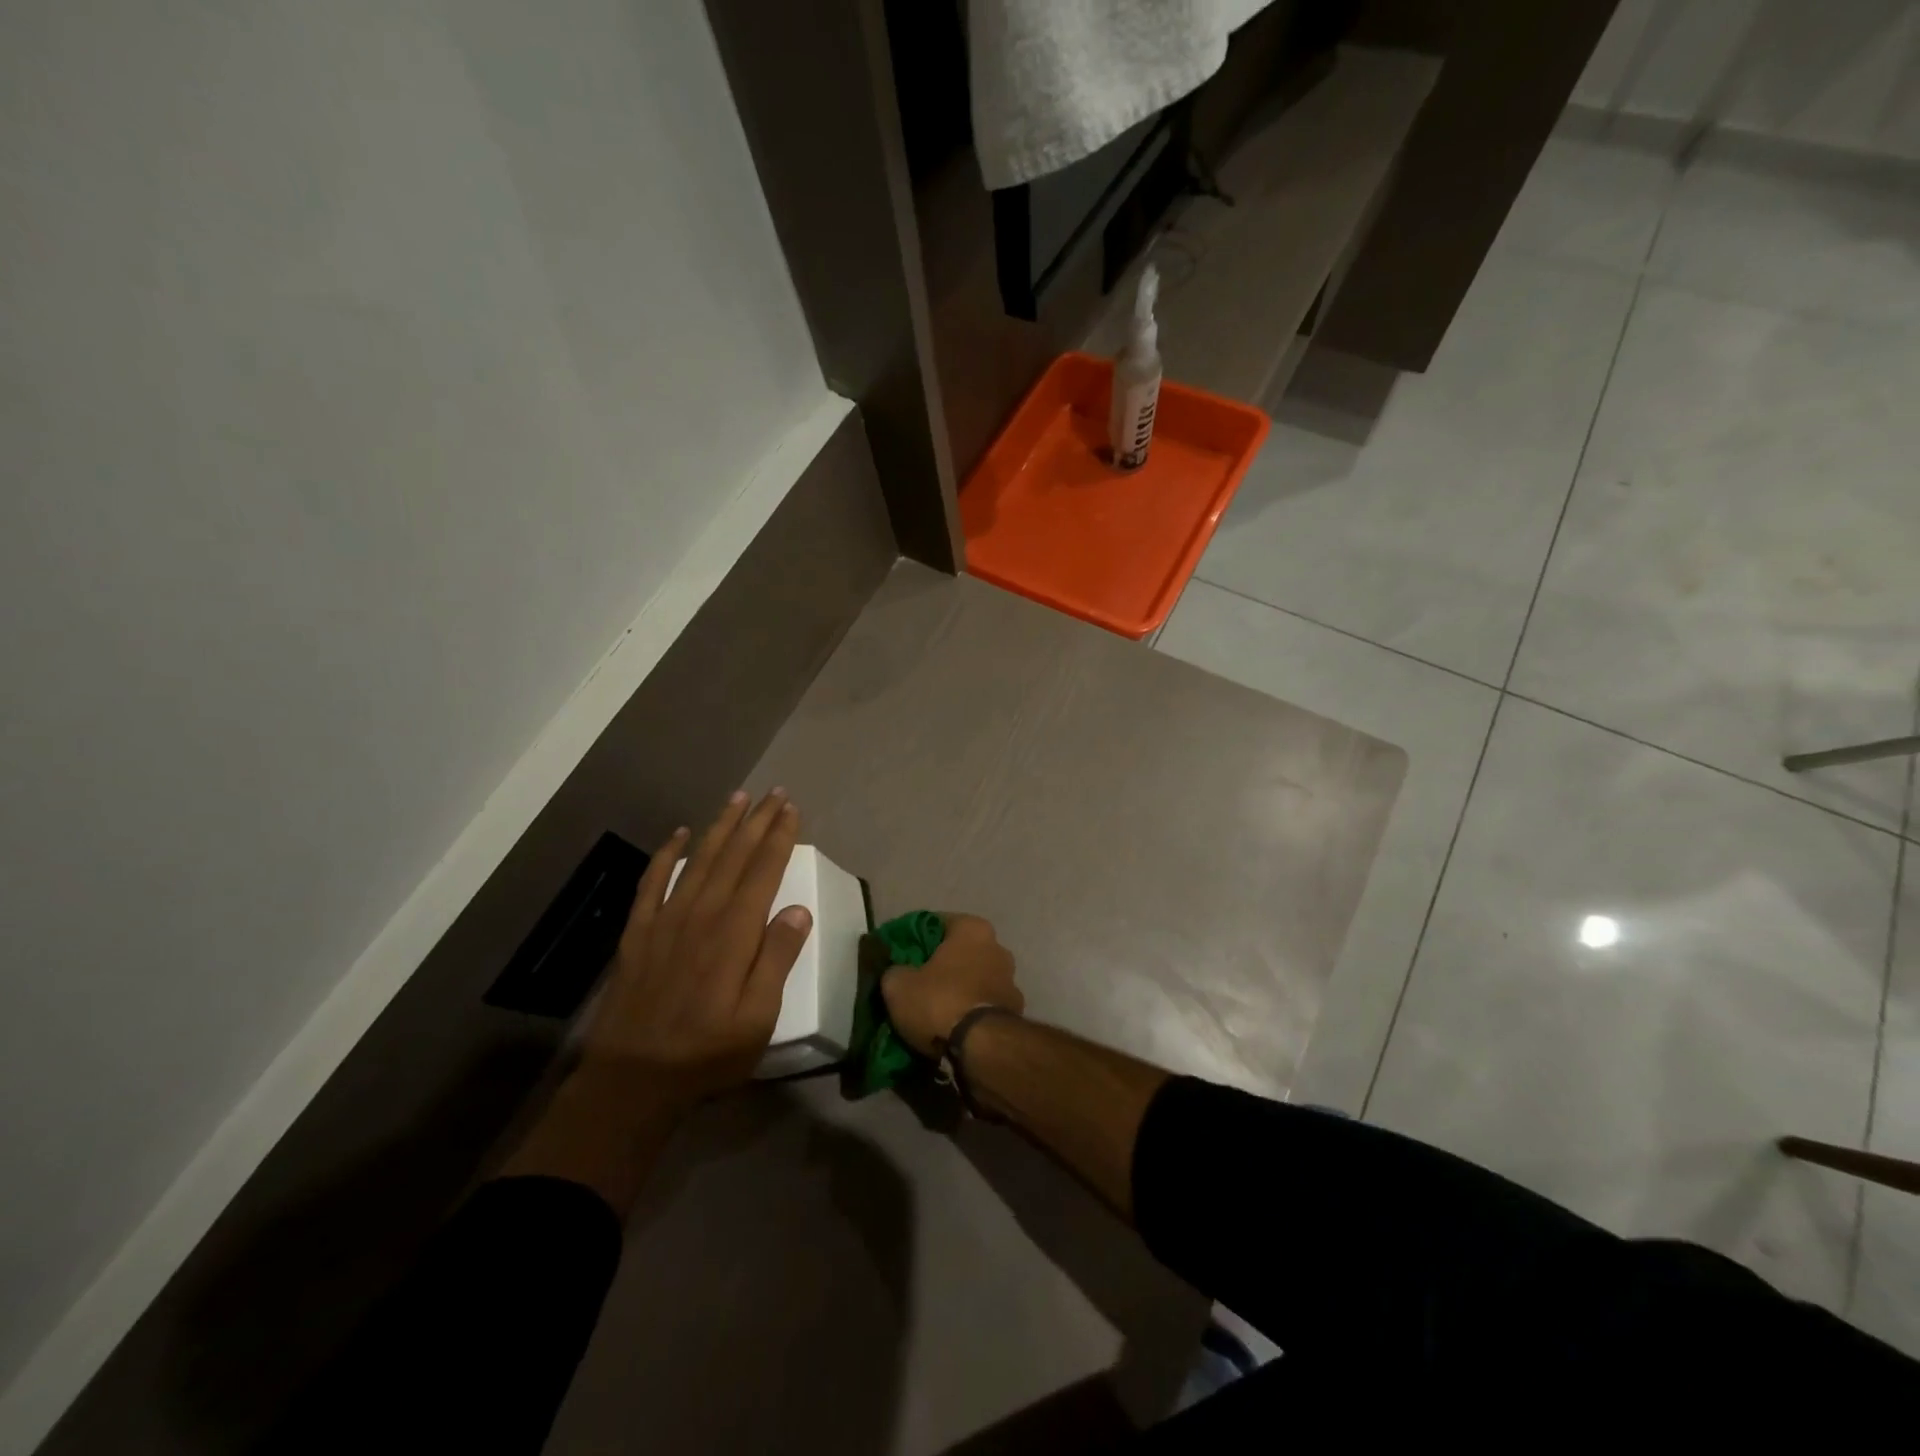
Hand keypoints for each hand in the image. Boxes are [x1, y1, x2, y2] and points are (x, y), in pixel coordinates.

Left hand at [579, 789, 811, 1112]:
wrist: (632, 1080)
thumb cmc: (707, 1053)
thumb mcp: (758, 1019)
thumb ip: (777, 960)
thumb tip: (798, 909)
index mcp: (734, 933)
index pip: (763, 872)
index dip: (779, 838)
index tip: (792, 810)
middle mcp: (701, 914)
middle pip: (733, 856)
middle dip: (756, 822)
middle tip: (774, 793)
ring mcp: (666, 920)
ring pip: (698, 860)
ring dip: (719, 826)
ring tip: (737, 798)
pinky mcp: (639, 933)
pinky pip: (652, 882)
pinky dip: (666, 854)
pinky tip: (677, 834)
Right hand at [881, 913, 1023, 1056]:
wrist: (982, 1047)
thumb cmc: (940, 1001)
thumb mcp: (898, 985)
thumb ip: (895, 970)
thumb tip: (897, 972)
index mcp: (972, 928)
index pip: (937, 923)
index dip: (914, 938)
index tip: (899, 955)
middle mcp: (997, 946)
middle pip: (959, 951)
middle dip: (940, 965)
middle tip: (915, 982)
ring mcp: (1011, 979)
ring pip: (974, 978)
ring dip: (958, 989)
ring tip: (934, 1009)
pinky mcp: (1016, 1010)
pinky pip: (984, 1003)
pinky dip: (970, 1010)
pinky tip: (953, 1025)